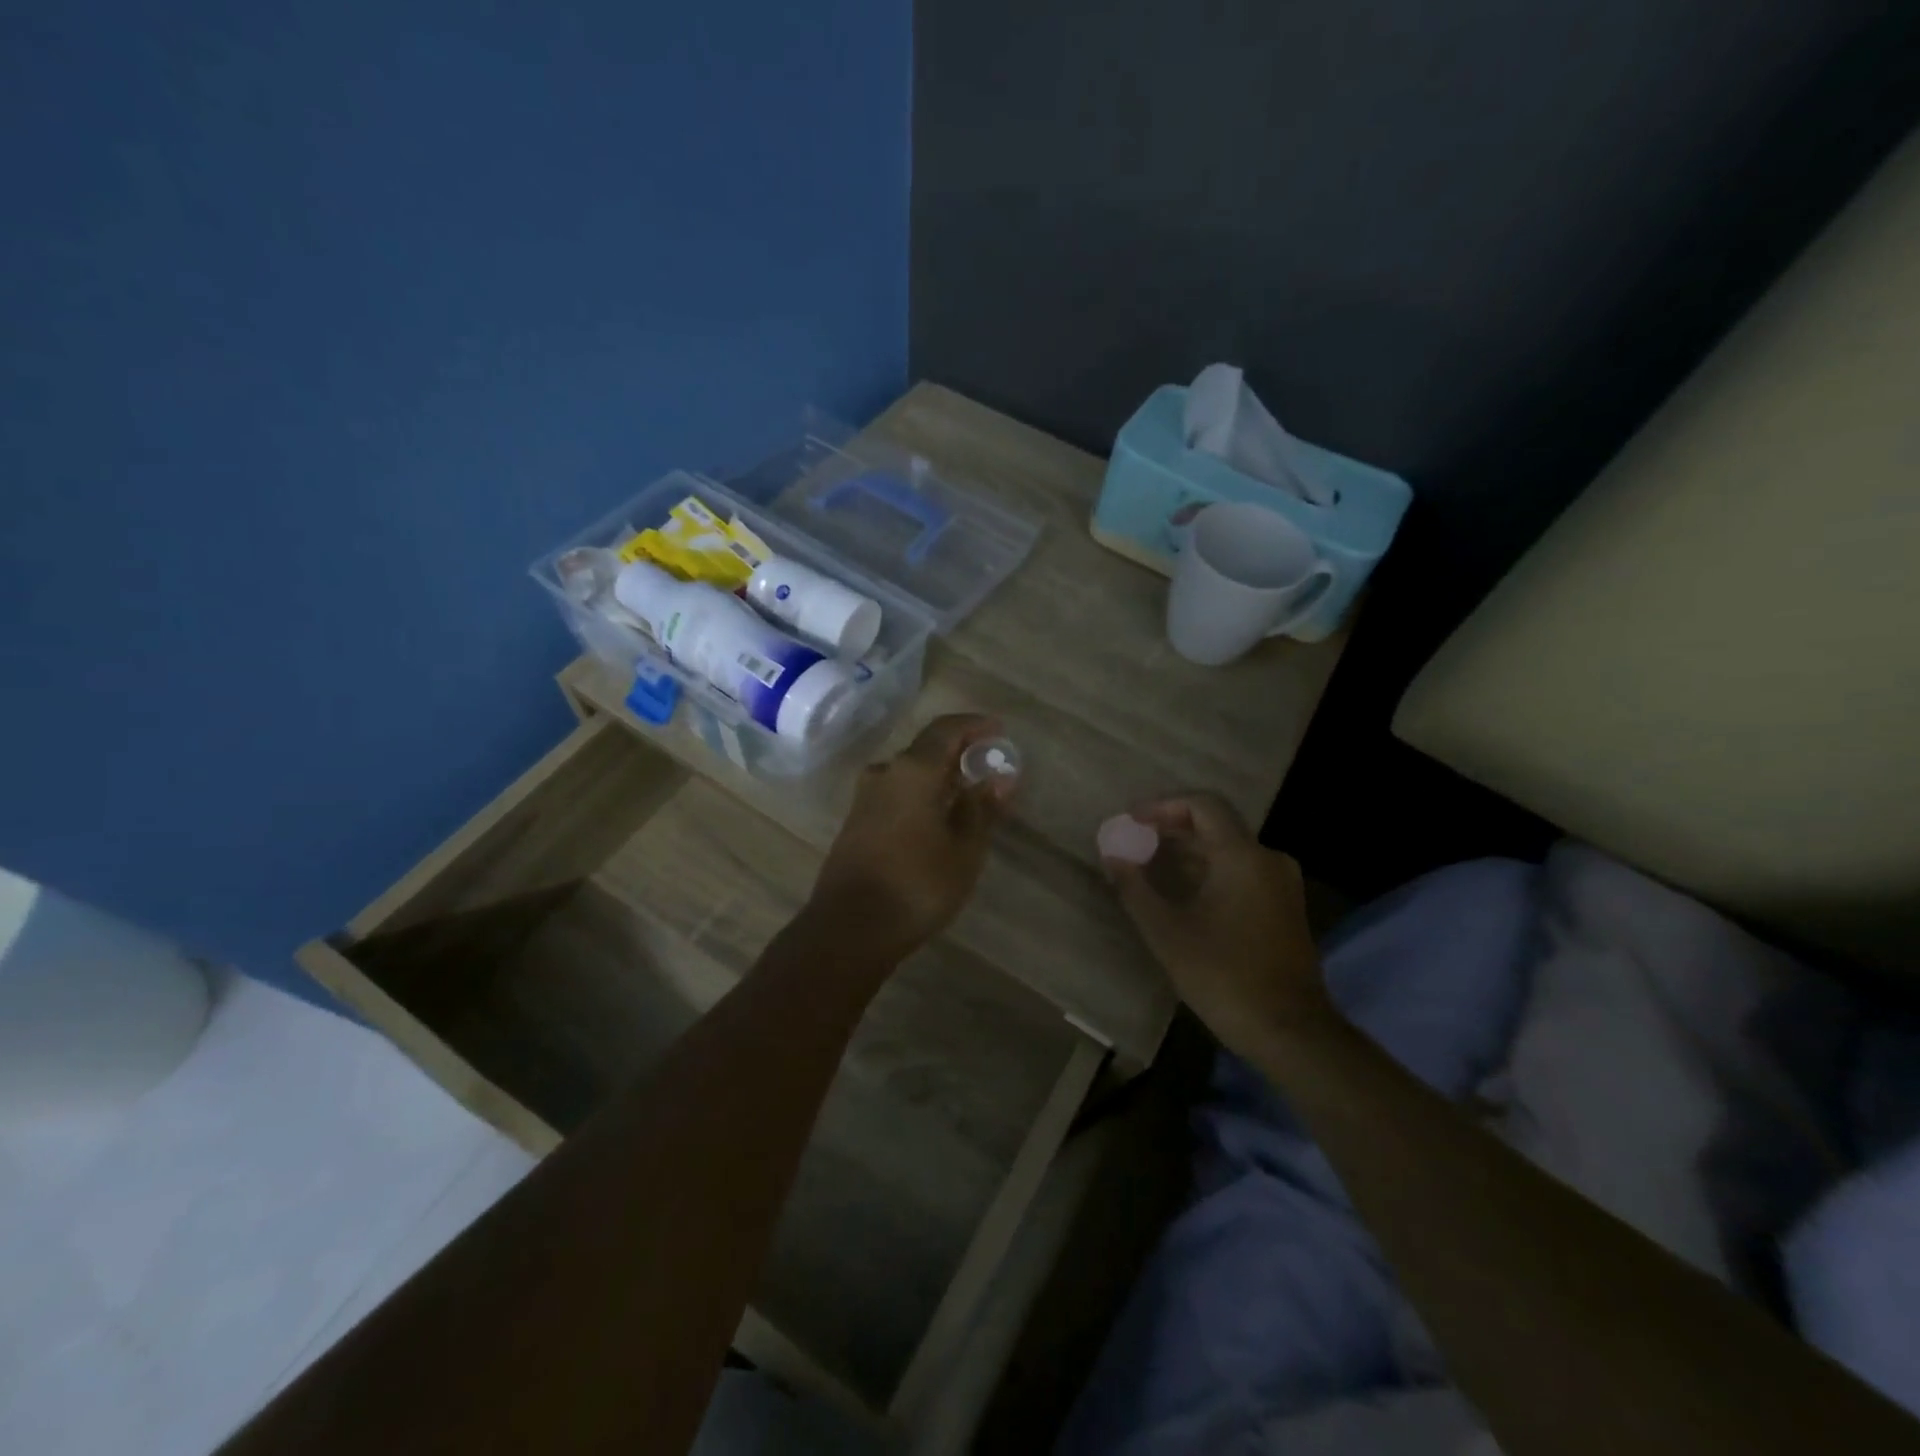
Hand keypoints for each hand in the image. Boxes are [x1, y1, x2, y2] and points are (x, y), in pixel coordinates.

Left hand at [811, 714, 1013, 959]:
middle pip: (925, 749)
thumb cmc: (917, 884)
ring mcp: (865, 797)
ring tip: (966, 795)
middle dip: (958, 752)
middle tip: (987, 766)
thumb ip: (981, 808)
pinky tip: (936, 818)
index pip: (946, 729)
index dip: (974, 725)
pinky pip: (895, 793)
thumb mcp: (964, 849)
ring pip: (908, 772)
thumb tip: (999, 777)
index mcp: (913, 770)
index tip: (998, 730)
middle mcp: (885, 773)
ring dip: (938, 775)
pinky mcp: (856, 822)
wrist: (850, 927)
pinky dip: (920, 794)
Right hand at [1100, 793, 1332, 1056]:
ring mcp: (1281, 884)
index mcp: (1243, 856)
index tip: (1132, 821)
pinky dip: (1209, 870)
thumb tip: (1111, 855)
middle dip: (1172, 829)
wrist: (1290, 1031)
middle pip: (1216, 825)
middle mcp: (1268, 859)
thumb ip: (1135, 888)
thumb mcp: (1166, 932)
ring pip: (1229, 850)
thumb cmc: (1224, 976)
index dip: (1163, 806)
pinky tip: (1182, 893)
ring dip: (1189, 852)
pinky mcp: (1284, 907)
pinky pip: (1242, 871)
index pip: (1203, 805)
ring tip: (1150, 866)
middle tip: (1135, 842)